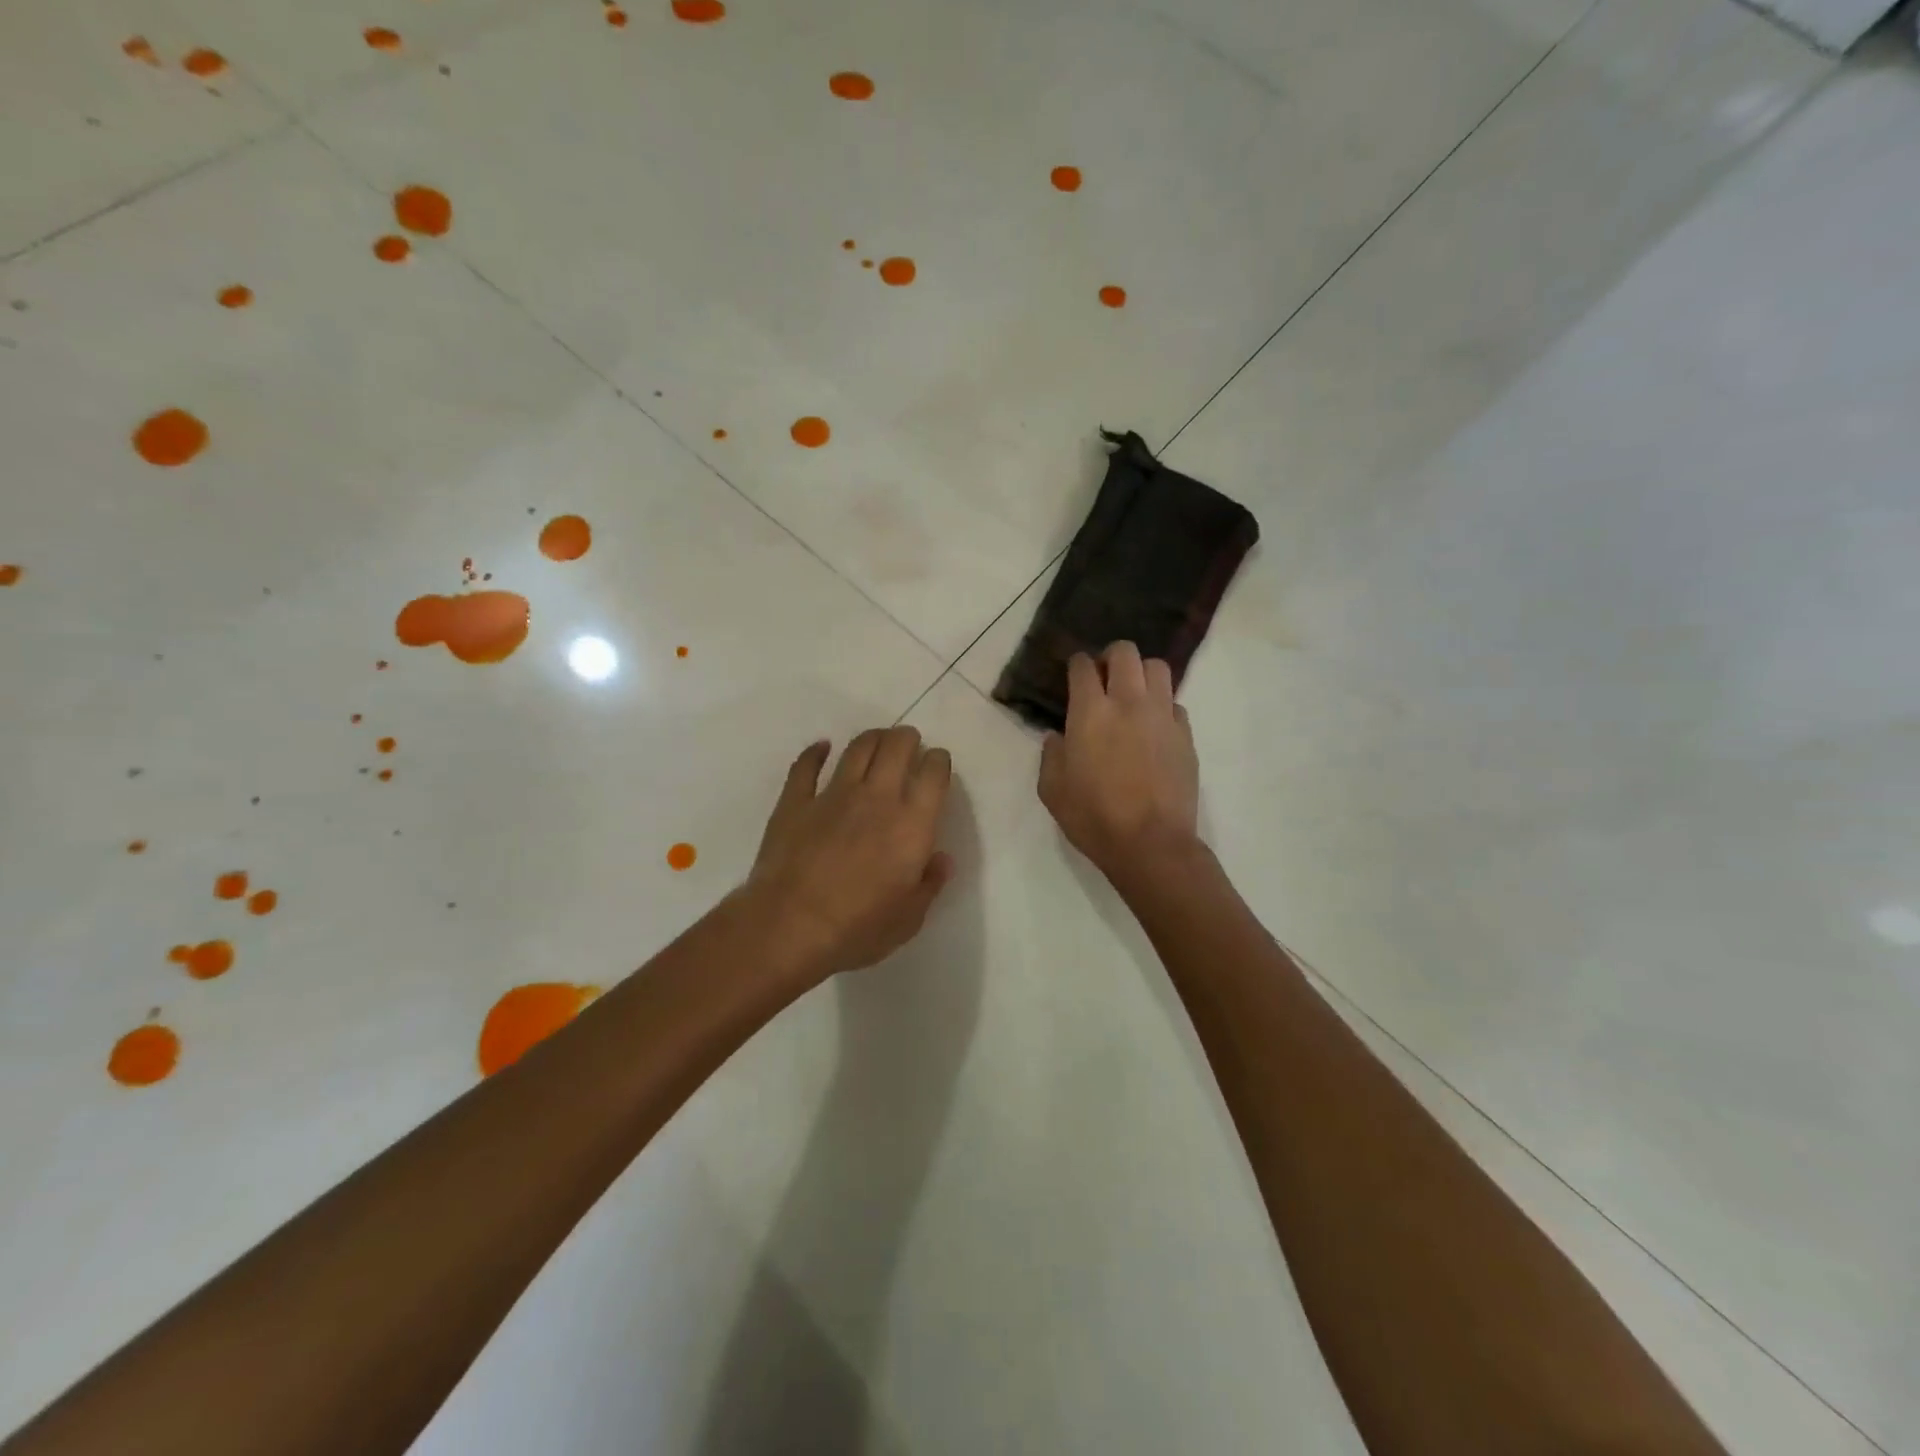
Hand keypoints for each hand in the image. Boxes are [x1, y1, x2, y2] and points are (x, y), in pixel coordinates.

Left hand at [745, 726, 954, 982]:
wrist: (789, 927)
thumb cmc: (858, 929)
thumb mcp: (909, 919)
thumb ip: (929, 884)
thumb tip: (940, 859)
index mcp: (912, 824)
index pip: (934, 773)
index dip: (939, 761)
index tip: (938, 764)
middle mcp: (877, 797)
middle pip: (897, 747)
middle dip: (908, 739)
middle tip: (909, 743)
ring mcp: (832, 795)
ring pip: (857, 748)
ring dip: (872, 738)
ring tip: (877, 740)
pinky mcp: (795, 801)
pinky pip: (806, 765)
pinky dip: (815, 753)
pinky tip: (821, 748)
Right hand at [1038, 643, 1200, 881]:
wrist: (1151, 844)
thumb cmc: (1093, 817)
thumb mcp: (1052, 790)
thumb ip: (1051, 755)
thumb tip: (1058, 736)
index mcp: (1090, 712)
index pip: (1083, 666)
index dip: (1077, 665)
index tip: (1074, 675)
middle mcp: (1128, 702)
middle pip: (1125, 652)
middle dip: (1111, 657)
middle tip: (1104, 678)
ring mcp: (1162, 716)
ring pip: (1158, 668)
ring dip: (1142, 674)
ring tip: (1133, 695)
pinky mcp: (1186, 735)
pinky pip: (1175, 704)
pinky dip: (1163, 707)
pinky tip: (1153, 728)